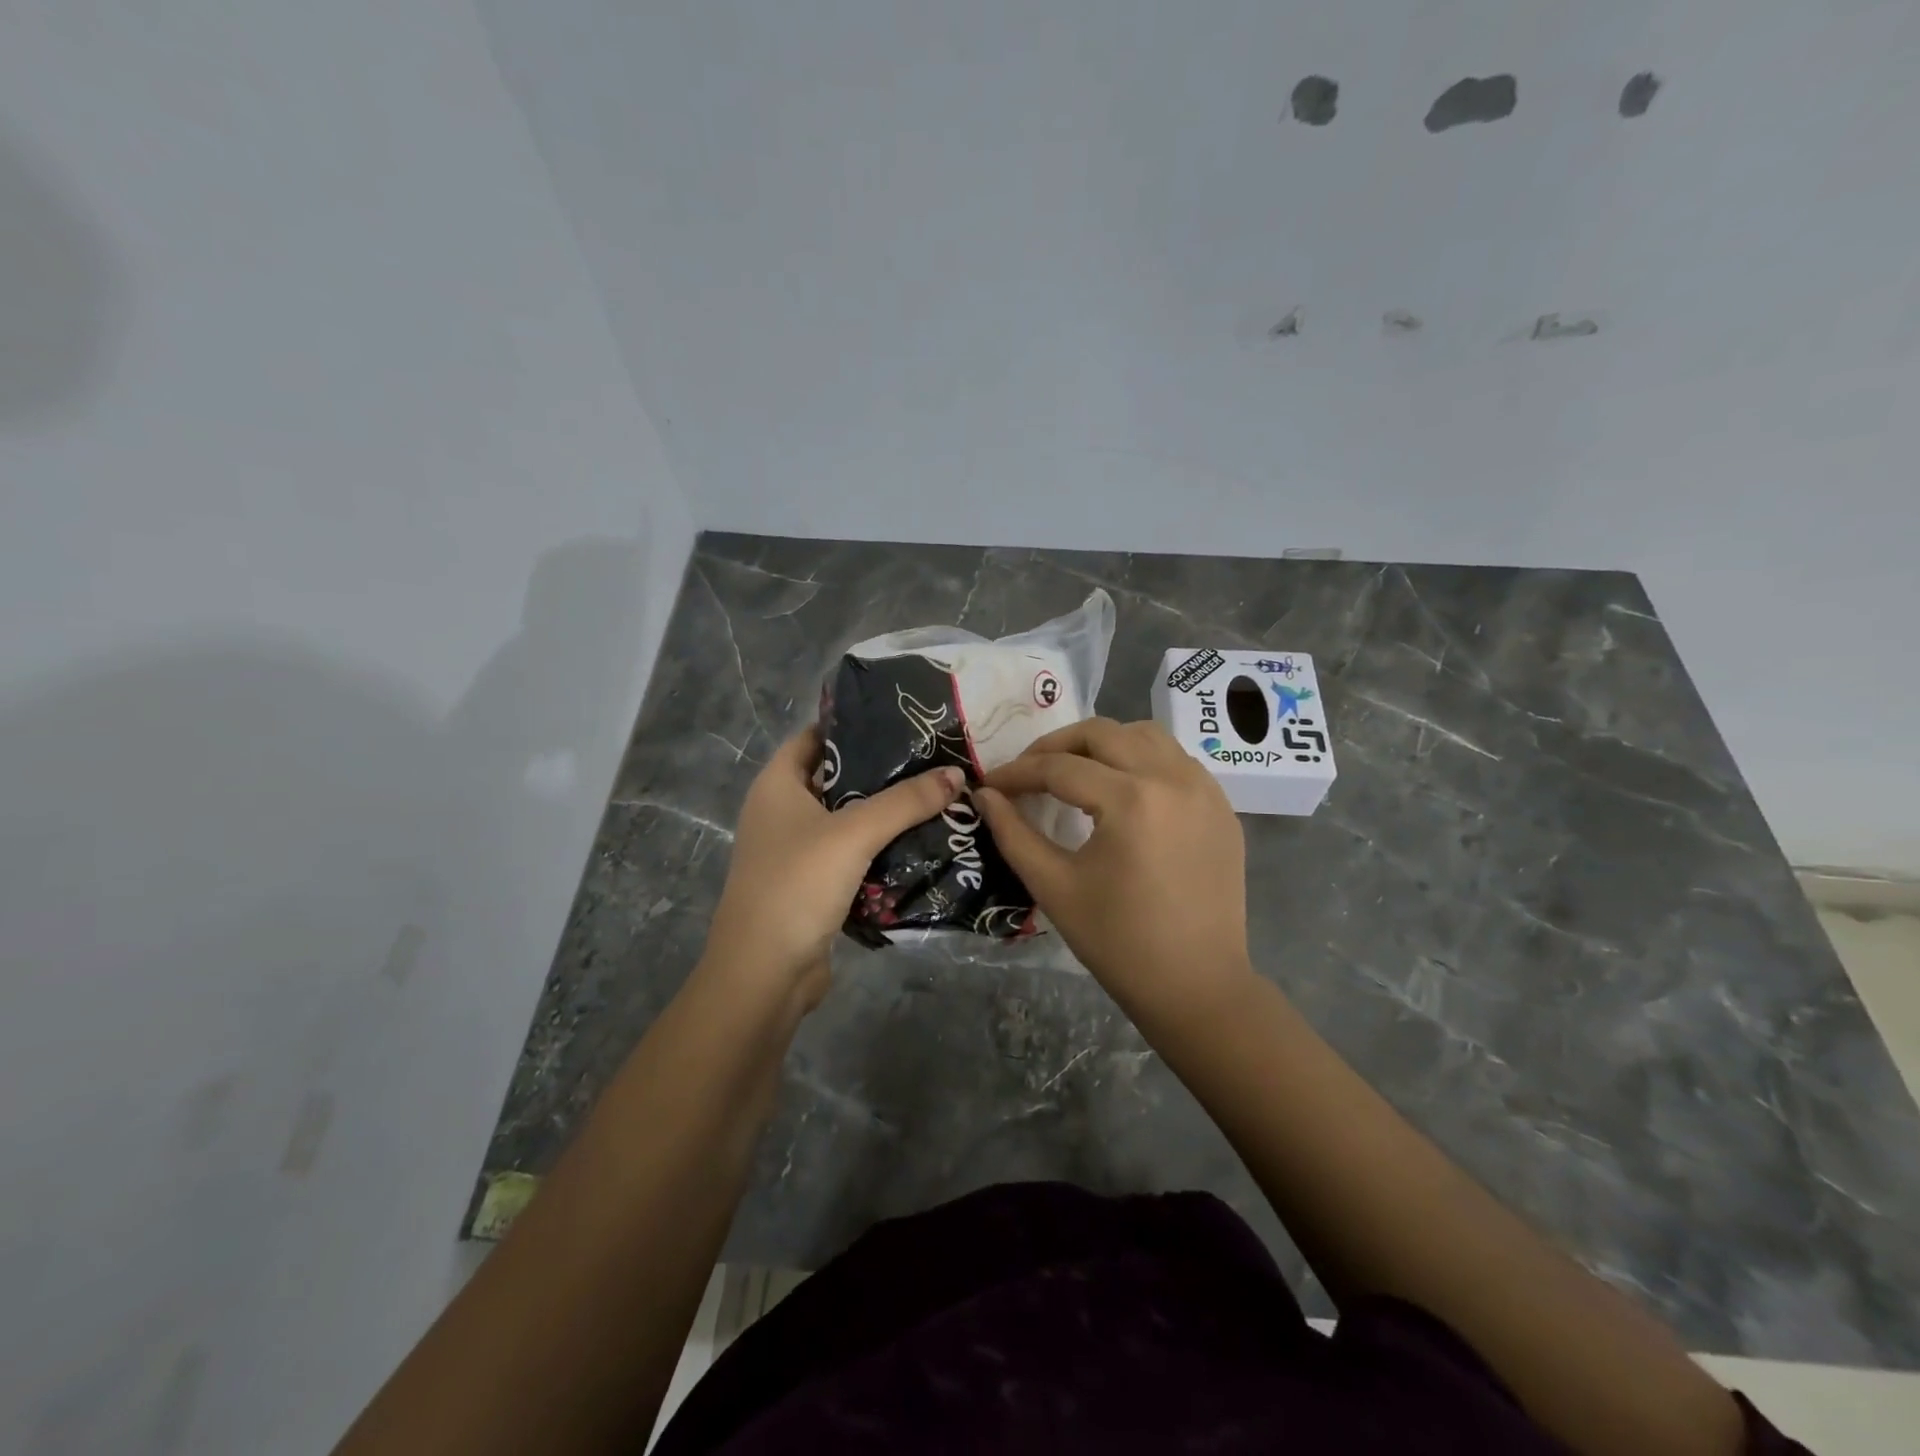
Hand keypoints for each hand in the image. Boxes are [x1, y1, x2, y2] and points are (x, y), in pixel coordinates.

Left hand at [703, 727, 964, 1009]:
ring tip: (935, 795)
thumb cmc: (797, 885)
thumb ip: (905, 801)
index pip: (815, 737)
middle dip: (881, 771)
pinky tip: (919, 842)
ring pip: (846, 819)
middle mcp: (781, 812)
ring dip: (884, 813)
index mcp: (777, 785)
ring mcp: (795, 851)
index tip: (901, 721)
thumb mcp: (854, 834)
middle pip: (836, 778)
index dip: (853, 725)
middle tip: (932, 759)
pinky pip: (850, 855)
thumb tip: (956, 773)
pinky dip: (879, 848)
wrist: (764, 974)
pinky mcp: (812, 884)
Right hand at [978, 718, 1254, 1027]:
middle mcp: (1173, 779)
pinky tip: (1122, 790)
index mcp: (1132, 800)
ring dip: (1103, 743)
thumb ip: (1013, 833)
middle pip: (1103, 733)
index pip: (1060, 768)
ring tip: (1074, 771)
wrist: (1197, 987)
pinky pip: (1175, 760)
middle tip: (1027, 773)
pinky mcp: (1221, 806)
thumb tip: (984, 795)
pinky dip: (1141, 760)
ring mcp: (1205, 789)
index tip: (990, 783)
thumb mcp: (1054, 886)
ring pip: (1145, 735)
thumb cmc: (1119, 943)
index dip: (1017, 773)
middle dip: (1056, 746)